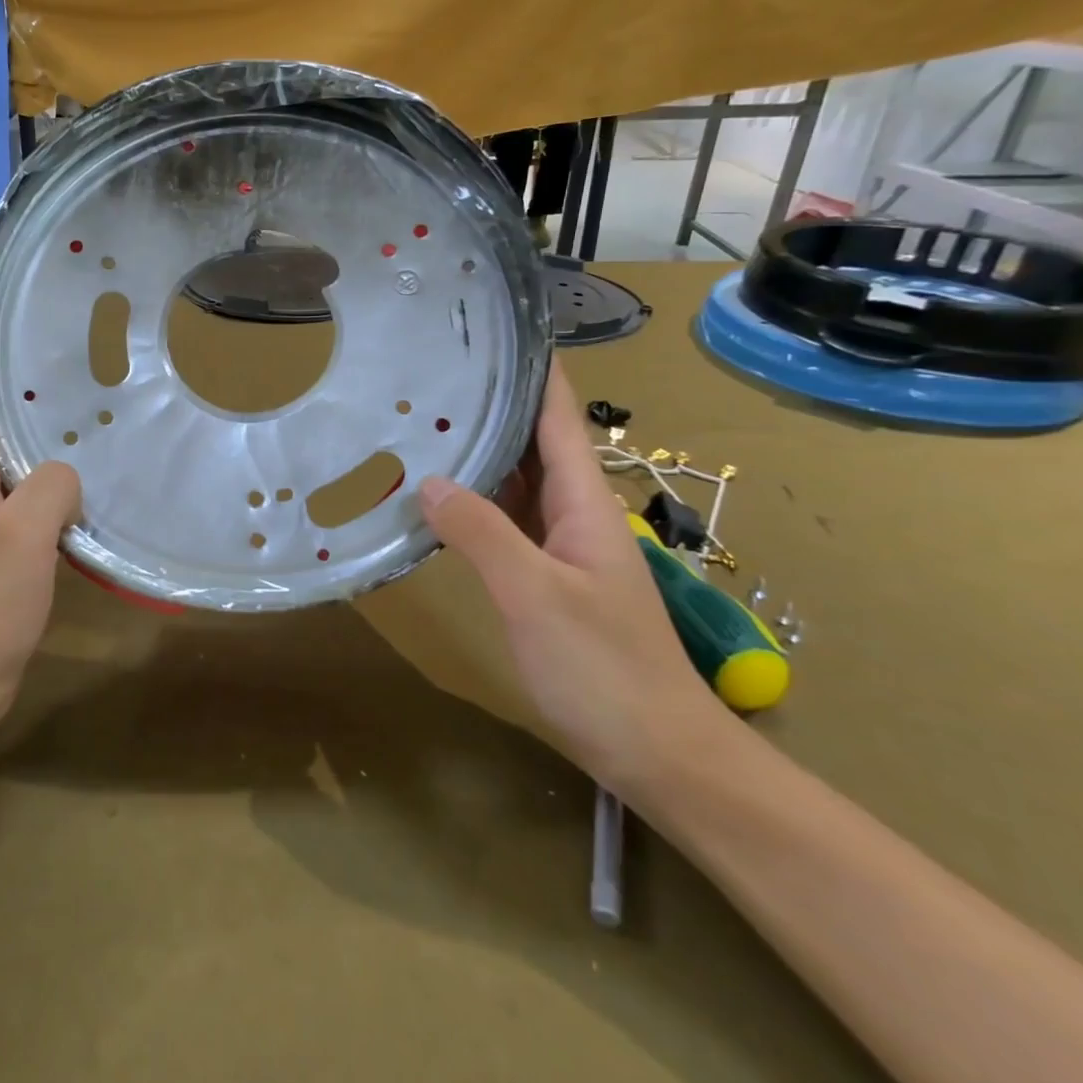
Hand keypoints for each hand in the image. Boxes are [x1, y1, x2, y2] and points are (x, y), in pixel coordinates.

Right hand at [416, 363, 734, 793]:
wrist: (659, 752)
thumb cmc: (604, 669)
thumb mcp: (535, 596)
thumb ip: (481, 533)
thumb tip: (428, 481)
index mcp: (583, 501)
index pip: (558, 416)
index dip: (533, 369)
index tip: (494, 330)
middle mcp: (574, 512)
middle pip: (533, 441)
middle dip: (491, 403)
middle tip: (431, 372)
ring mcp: (562, 546)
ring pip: (517, 482)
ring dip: (479, 451)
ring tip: (424, 421)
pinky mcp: (548, 577)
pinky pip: (508, 521)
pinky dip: (475, 501)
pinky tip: (438, 499)